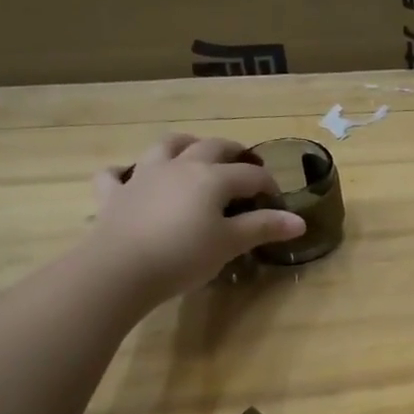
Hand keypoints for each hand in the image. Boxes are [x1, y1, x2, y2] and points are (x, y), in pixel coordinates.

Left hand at [89, 134, 305, 300]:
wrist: (120, 268)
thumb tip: (298, 221)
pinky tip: (128, 177)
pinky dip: (124, 173)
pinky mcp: (115, 194)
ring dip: (183, 145)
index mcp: (212, 177)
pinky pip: (116, 174)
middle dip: (232, 152)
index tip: (277, 202)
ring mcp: (143, 176)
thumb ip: (263, 227)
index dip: (268, 185)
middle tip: (244, 164)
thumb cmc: (184, 255)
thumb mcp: (230, 243)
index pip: (250, 174)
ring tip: (193, 151)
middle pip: (211, 147)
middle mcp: (180, 166)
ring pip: (166, 146)